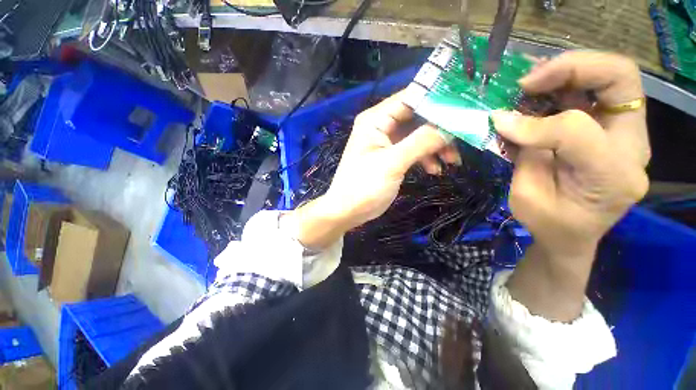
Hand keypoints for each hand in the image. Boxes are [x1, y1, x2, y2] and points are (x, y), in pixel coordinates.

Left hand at [291, 92, 459, 249]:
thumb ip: (421, 142)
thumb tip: (450, 127)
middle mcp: (381, 126)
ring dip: (436, 146)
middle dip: (439, 129)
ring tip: (452, 161)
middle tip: (461, 140)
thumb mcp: (392, 163)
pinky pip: (413, 150)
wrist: (348, 211)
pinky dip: (426, 157)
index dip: (437, 99)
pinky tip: (435, 170)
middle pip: (417, 117)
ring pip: (418, 135)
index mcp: (376, 120)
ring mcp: (386, 142)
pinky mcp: (391, 157)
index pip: (410, 98)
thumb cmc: (364, 186)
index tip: (464, 107)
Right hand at [496, 52, 649, 320]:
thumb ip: (522, 156)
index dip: (539, 122)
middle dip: (573, 69)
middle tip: (529, 78)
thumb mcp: (527, 197)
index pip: (581, 130)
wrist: (566, 234)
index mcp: (611, 175)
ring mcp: (620, 133)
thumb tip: (505, 122)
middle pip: (621, 81)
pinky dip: (561, 85)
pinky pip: (591, 91)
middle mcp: (627, 146)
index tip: (501, 122)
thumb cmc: (547, 224)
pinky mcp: (604, 128)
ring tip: (527, 83)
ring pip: (610, 78)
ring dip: (566, 71)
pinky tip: (532, 96)